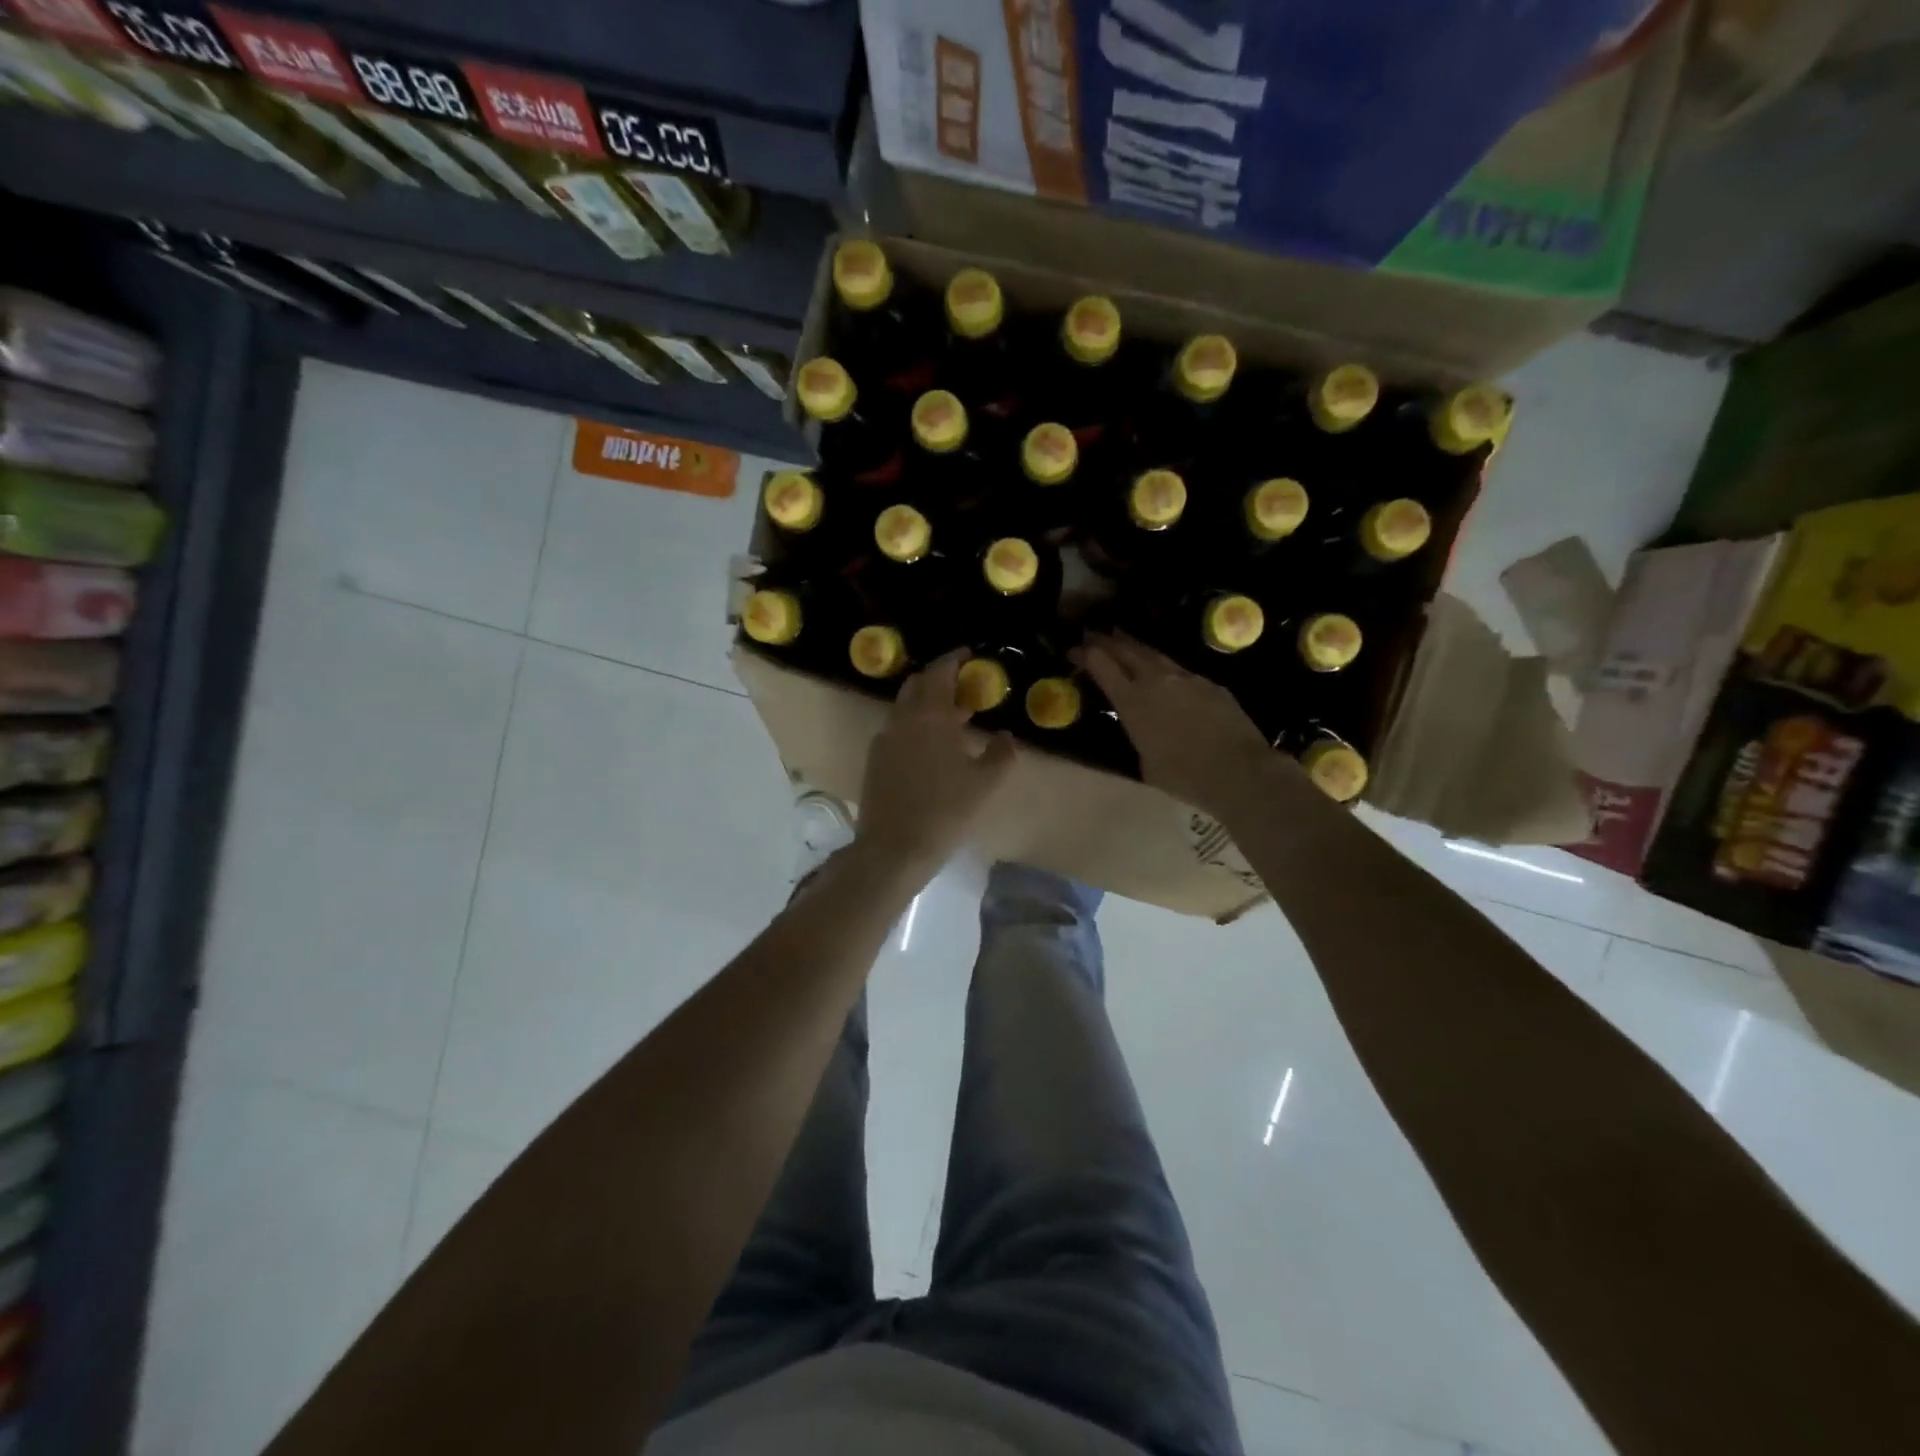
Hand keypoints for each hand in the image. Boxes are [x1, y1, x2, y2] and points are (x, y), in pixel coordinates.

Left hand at [854, 652, 1017, 882]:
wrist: (893, 850)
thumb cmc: (945, 812)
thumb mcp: (985, 784)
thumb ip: (1002, 754)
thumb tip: (1007, 736)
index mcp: (928, 716)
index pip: (939, 672)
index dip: (954, 659)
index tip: (970, 656)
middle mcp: (901, 720)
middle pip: (917, 685)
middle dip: (939, 680)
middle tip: (964, 688)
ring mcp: (883, 740)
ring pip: (905, 709)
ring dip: (928, 705)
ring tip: (955, 720)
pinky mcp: (874, 761)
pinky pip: (897, 730)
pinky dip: (916, 726)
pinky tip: (932, 750)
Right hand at [1077, 632, 1286, 819]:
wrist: (1238, 770)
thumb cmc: (1184, 776)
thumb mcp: (1146, 763)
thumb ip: (1139, 737)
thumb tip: (1143, 729)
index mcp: (1132, 702)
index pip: (1102, 666)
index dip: (1085, 655)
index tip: (1073, 650)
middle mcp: (1155, 680)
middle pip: (1126, 650)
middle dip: (1105, 641)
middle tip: (1091, 633)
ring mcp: (1185, 678)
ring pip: (1153, 654)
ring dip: (1133, 645)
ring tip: (1121, 637)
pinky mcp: (1209, 684)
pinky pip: (1179, 670)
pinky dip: (1163, 666)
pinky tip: (1162, 671)